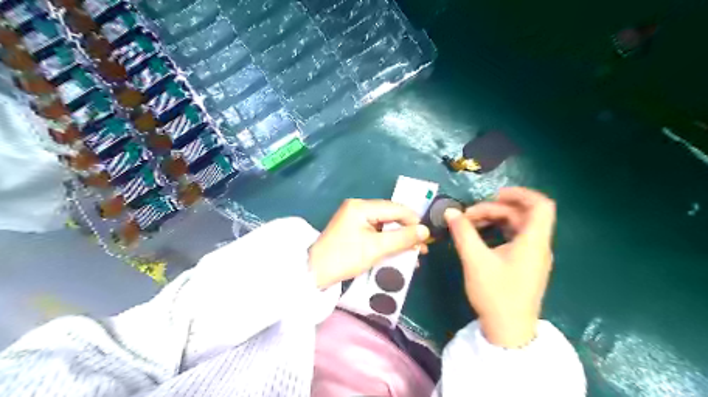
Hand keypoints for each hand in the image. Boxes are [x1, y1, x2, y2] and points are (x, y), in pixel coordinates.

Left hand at [310, 198, 431, 287]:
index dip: (413, 220)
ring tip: (414, 252)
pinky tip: (398, 251)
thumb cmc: (345, 258)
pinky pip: (376, 231)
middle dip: (407, 231)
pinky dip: (387, 241)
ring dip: (399, 238)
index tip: (427, 236)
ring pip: (385, 224)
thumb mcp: (376, 248)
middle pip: (390, 215)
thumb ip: (402, 238)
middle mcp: (358, 207)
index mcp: (361, 207)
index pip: (395, 208)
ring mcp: (354, 218)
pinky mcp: (353, 229)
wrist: (315, 272)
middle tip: (422, 247)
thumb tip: (425, 231)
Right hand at [445, 187, 555, 348]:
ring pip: (518, 226)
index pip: (541, 205)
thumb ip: (463, 232)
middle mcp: (538, 245)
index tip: (494, 194)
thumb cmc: (495, 294)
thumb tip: (450, 212)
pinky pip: (515, 238)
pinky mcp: (526, 265)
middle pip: (523, 214)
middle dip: (495, 209)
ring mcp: (533, 256)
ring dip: (495, 220)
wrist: (509, 331)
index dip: (520, 193)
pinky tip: (481, 236)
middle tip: (468, 215)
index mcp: (533, 241)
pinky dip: (499, 231)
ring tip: (470, 224)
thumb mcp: (475, 260)